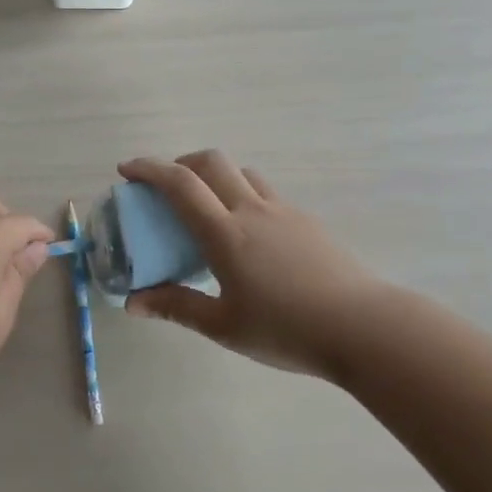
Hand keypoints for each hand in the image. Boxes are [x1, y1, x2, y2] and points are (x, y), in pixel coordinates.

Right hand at [117, 151, 395, 376]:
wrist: (365, 328)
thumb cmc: (287, 329)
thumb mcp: (223, 326)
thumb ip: (176, 307)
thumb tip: (132, 303)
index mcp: (226, 233)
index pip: (181, 184)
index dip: (149, 169)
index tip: (126, 170)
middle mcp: (252, 210)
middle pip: (212, 162)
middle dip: (180, 163)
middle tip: (164, 185)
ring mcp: (284, 212)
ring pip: (242, 173)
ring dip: (215, 175)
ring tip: (205, 206)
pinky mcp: (307, 221)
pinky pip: (265, 193)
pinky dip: (242, 194)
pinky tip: (247, 234)